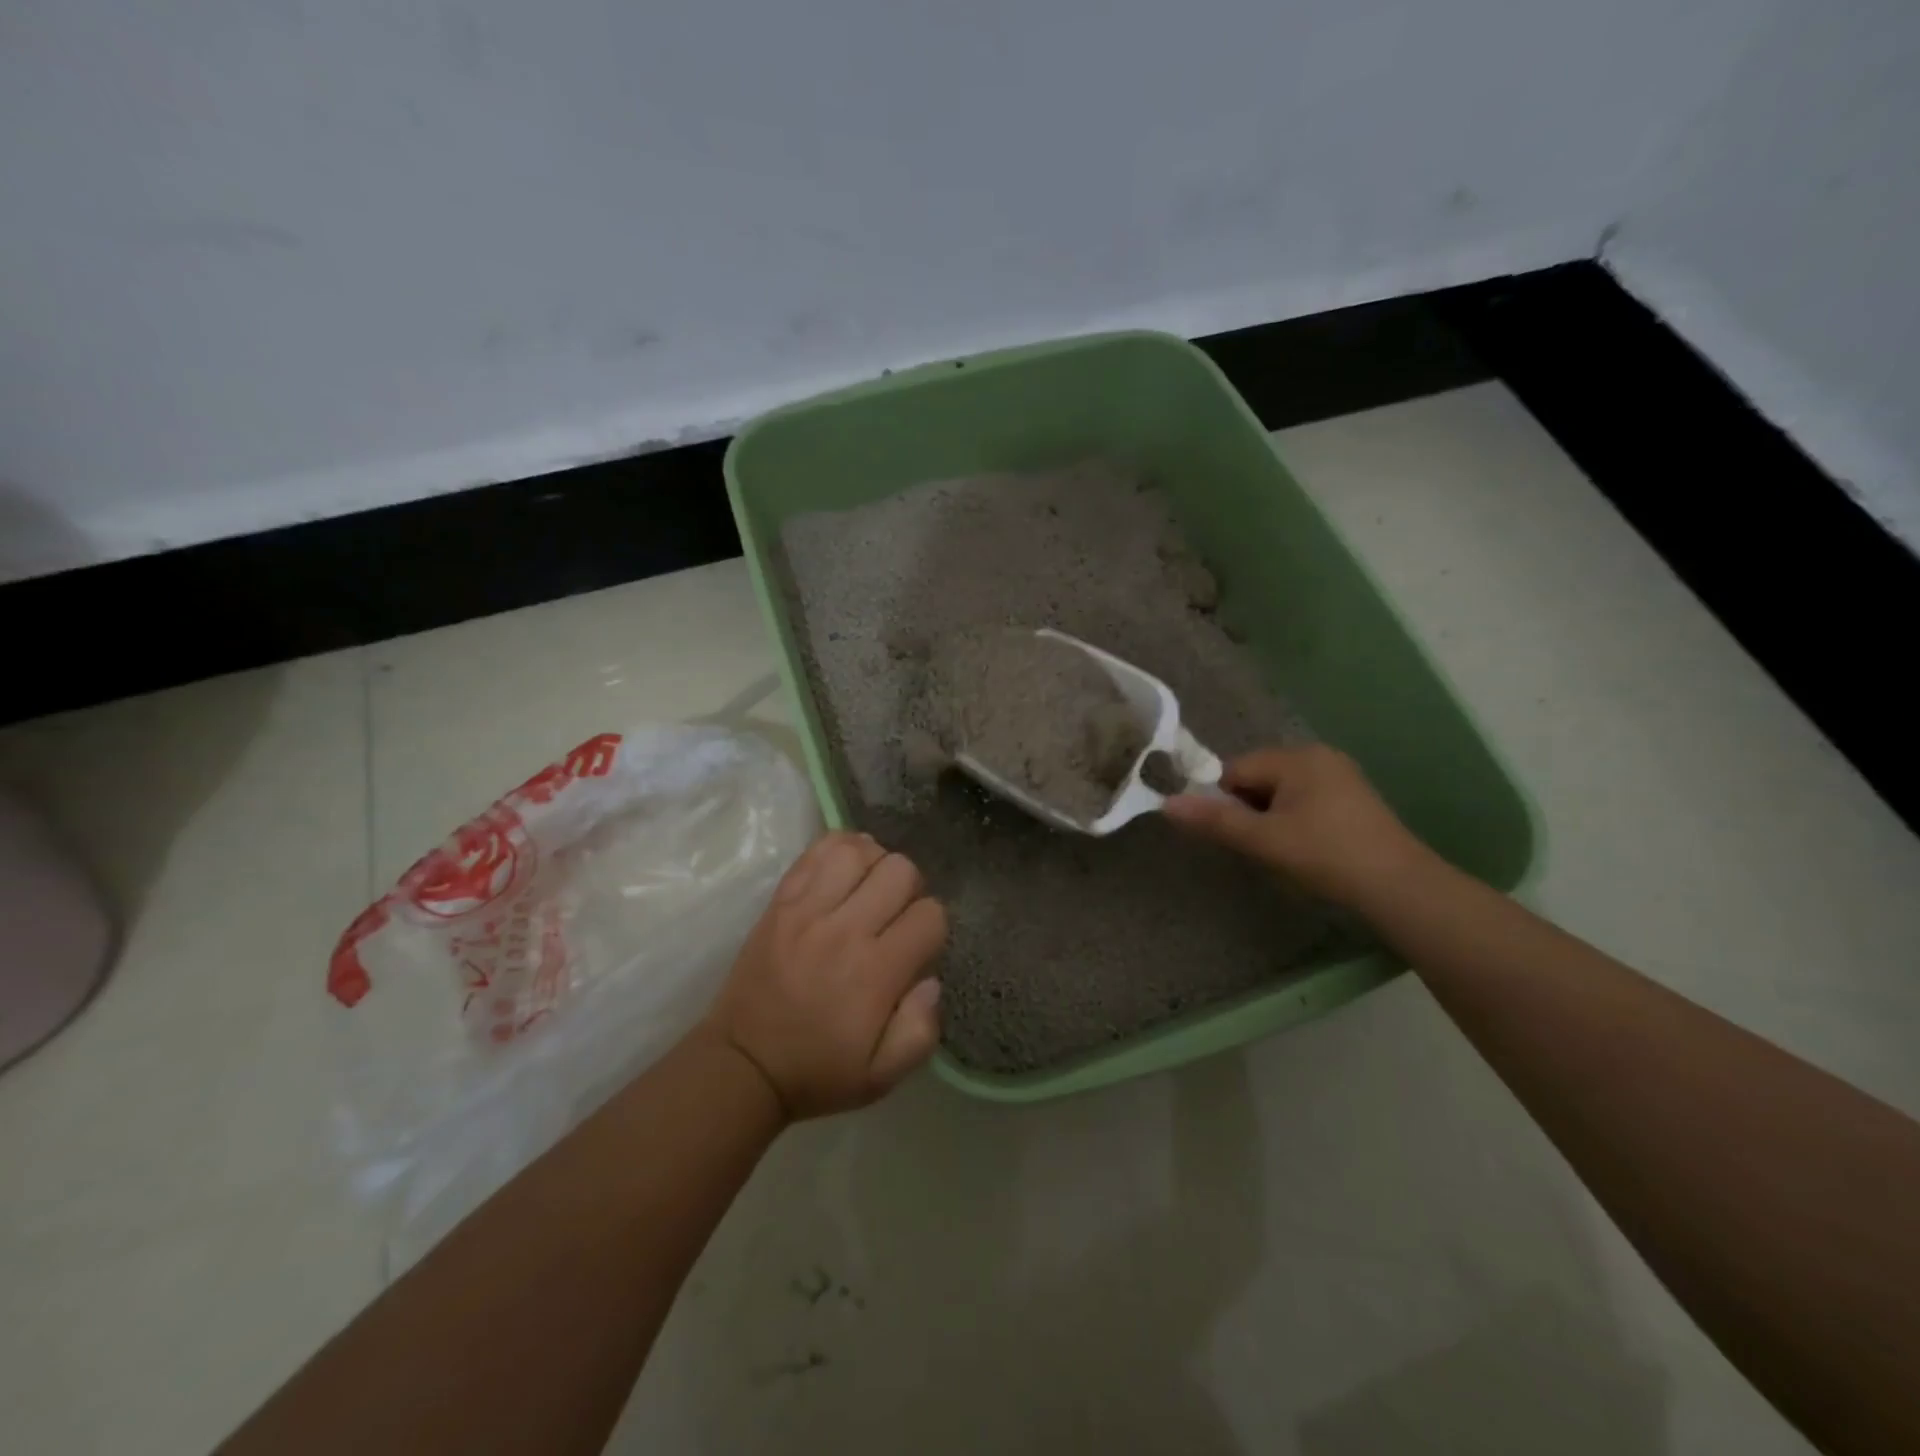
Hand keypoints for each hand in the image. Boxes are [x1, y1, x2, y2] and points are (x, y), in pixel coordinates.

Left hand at [705, 831, 946, 1120]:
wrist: (742, 1064)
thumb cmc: (818, 1071)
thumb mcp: (881, 1077)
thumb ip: (920, 1031)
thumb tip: (931, 980)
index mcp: (875, 973)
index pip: (930, 915)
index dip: (932, 928)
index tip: (917, 947)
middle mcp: (844, 931)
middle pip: (901, 870)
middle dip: (911, 889)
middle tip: (895, 915)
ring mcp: (807, 909)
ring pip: (860, 851)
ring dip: (876, 863)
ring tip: (869, 888)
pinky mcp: (781, 900)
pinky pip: (817, 850)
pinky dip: (841, 847)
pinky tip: (845, 869)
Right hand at [1163, 744, 1431, 908]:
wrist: (1400, 887)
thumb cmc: (1325, 855)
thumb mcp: (1263, 840)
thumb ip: (1214, 820)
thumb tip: (1165, 804)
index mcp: (1297, 757)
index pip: (1235, 770)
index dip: (1223, 801)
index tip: (1232, 834)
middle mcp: (1318, 756)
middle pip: (1257, 778)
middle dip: (1248, 809)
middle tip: (1258, 845)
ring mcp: (1340, 776)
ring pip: (1280, 792)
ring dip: (1269, 818)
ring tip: (1282, 850)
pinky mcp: (1353, 798)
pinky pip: (1304, 800)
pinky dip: (1294, 820)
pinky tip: (1306, 848)